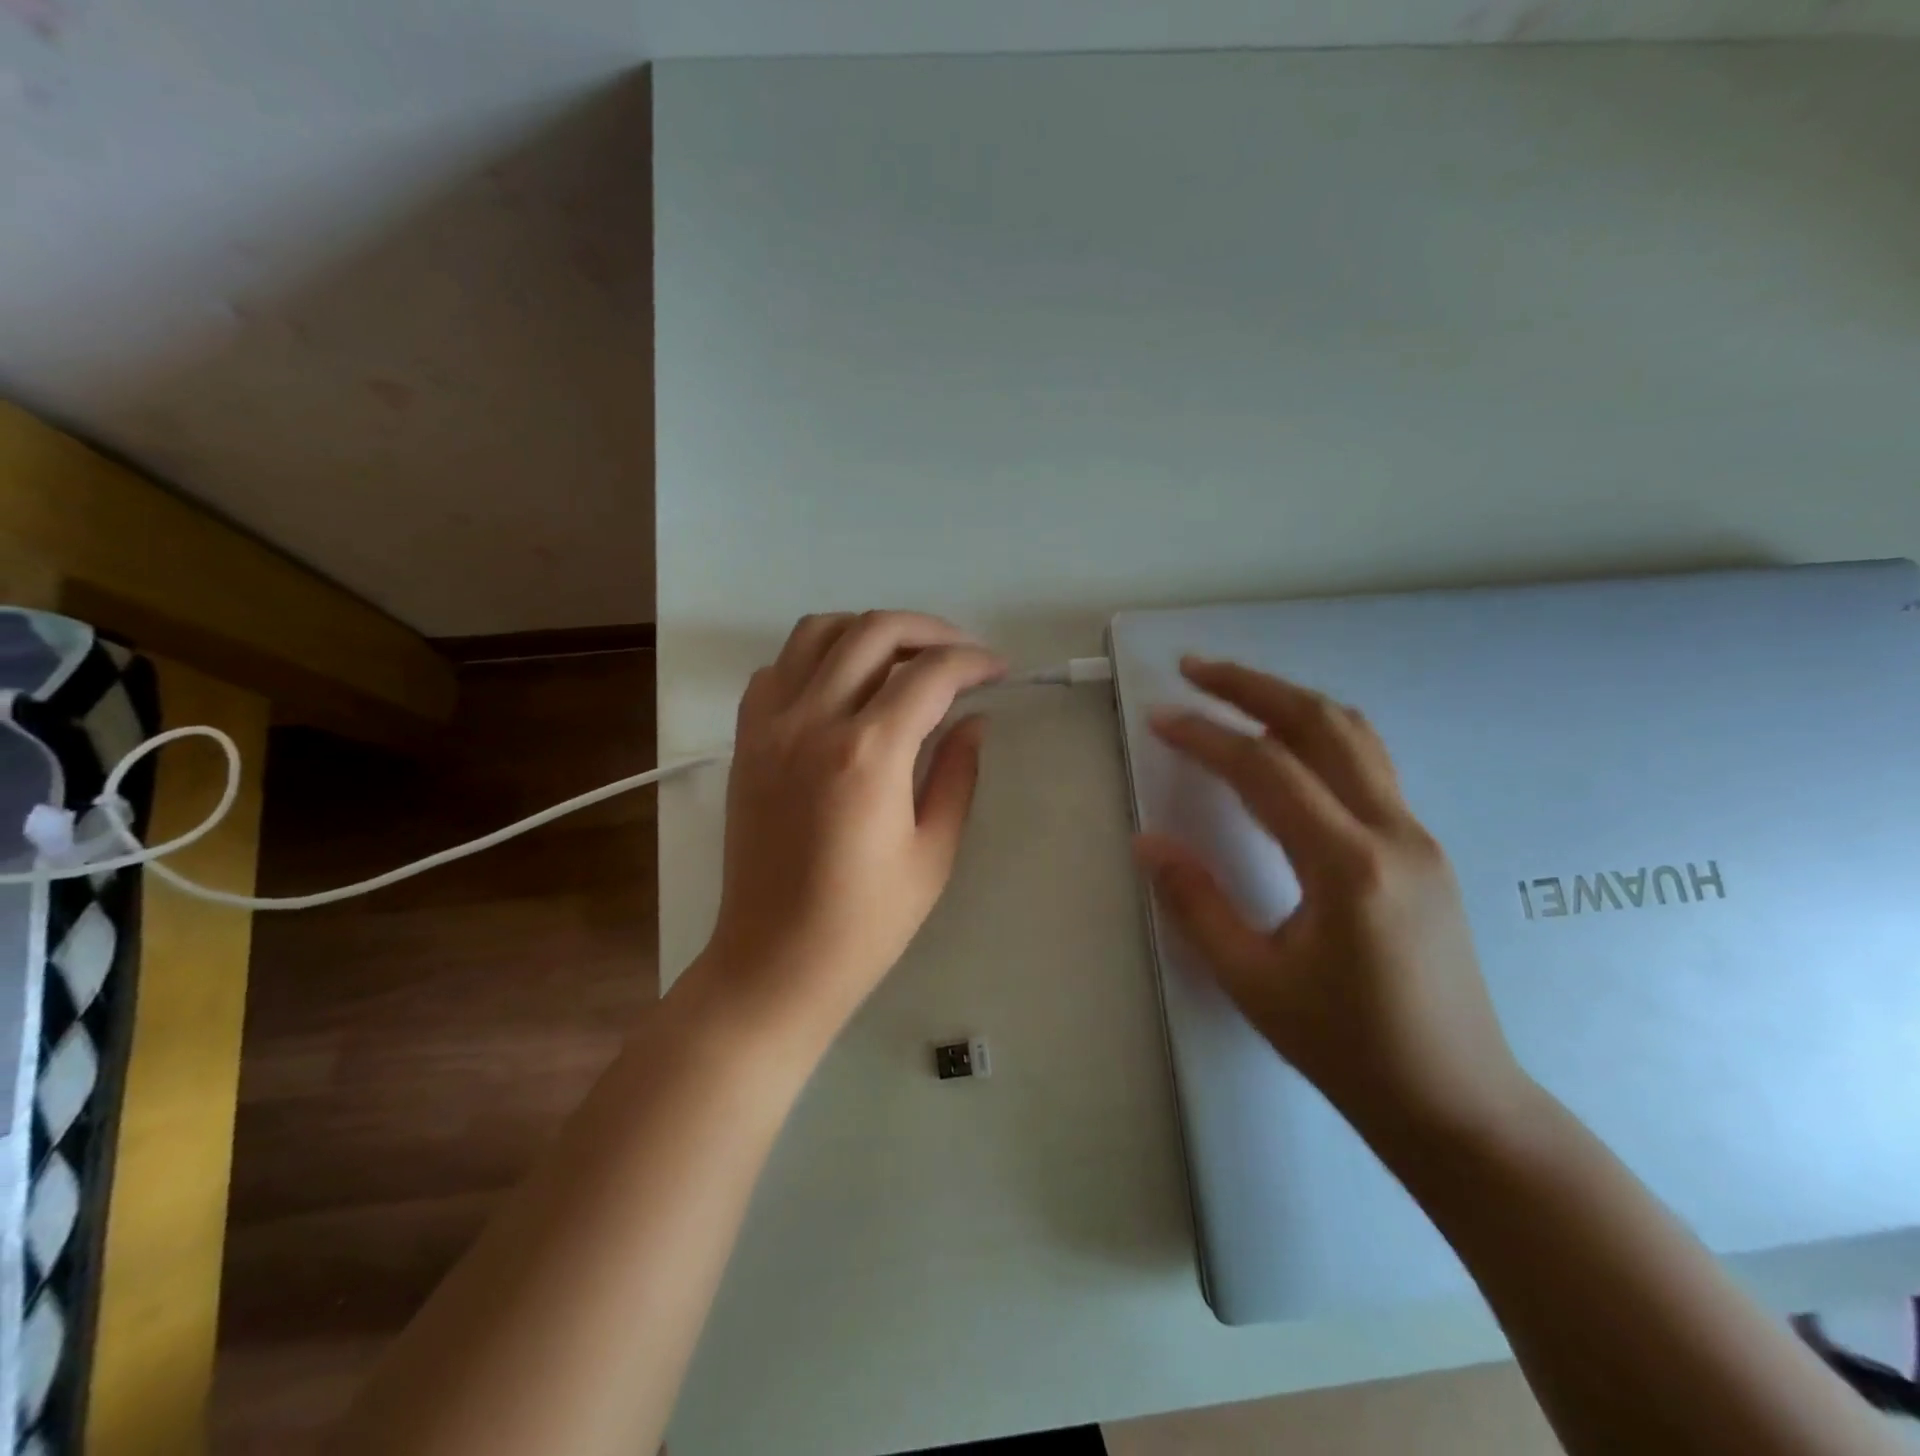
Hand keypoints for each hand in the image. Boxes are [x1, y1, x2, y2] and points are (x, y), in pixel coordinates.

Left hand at [695, 611, 1005, 1042]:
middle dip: (930, 630)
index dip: (974, 662)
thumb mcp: (933, 852)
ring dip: (869, 630)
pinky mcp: (747, 741)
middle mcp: (813, 721)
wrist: (775, 960)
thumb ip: (957, 774)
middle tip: (962, 654)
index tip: (1000, 671)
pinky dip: (816, 657)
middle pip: (874, 631)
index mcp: (869, 753)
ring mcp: (770, 726)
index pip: (931, 674)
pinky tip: (844, 685)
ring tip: (905, 657)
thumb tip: (973, 720)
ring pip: (818, 632)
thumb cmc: (865, 922)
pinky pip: (779, 669)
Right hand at [1136, 657, 1533, 1145]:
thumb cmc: (1347, 1048)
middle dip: (1253, 687)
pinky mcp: (1422, 849)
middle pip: (1321, 725)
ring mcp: (1417, 836)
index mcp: (1349, 866)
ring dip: (1289, 701)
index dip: (1207, 736)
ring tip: (1234, 689)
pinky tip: (1284, 744)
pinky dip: (1317, 733)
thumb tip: (1147, 841)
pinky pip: (1367, 764)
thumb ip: (1196, 903)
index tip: (1159, 716)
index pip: (1267, 771)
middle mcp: (1393, 833)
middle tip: (1195, 668)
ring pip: (1355, 735)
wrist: (1457, 1101)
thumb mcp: (1253, 983)